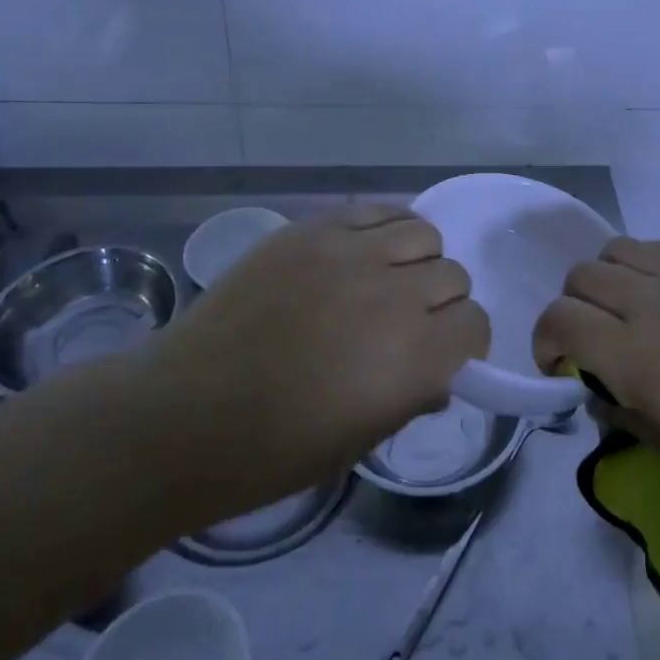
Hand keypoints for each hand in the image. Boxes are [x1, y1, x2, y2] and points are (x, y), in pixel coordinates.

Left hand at [150, 204, 488, 509]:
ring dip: (416, 260)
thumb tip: (439, 376)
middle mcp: (393, 293)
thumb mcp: (360, 441)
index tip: (443, 353)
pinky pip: (374, 210)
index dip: (464, 341)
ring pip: (422, 232)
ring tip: (386, 280)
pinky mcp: (313, 229)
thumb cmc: (274, 450)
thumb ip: (413, 397)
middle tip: (408, 322)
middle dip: (441, 302)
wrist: (184, 413)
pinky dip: (382, 230)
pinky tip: (362, 254)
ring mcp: (350, 252)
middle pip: (453, 274)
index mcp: (413, 357)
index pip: (475, 323)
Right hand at [533, 238, 659, 536]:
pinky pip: (657, 249)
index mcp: (641, 360)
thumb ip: (625, 415)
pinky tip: (656, 300)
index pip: (561, 319)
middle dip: (569, 310)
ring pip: (614, 251)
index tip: (557, 371)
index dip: (544, 342)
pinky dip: (638, 266)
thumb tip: (597, 393)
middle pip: (581, 277)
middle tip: (587, 349)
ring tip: (618, 317)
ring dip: (601, 280)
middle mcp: (655, 308)